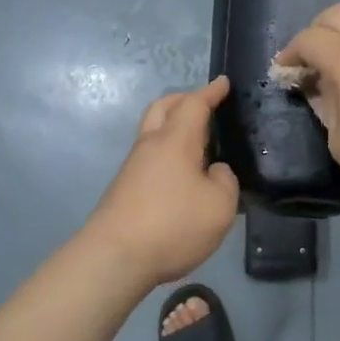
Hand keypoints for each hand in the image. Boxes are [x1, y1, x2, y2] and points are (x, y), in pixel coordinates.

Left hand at [83, 76, 240, 290]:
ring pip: (152, 131)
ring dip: (172, 125)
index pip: (194, 104)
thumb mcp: (220, 206)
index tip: (222, 82)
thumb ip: (225, 182)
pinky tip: (180, 171)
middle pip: (163, 108)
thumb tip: (215, 172)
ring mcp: (133, 167)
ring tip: (196, 138)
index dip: (211, 92)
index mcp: (176, 140)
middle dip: (184, 99)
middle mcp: (151, 145)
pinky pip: (149, 155)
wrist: (114, 257)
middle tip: (204, 103)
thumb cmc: (173, 225)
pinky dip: (167, 150)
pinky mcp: (124, 188)